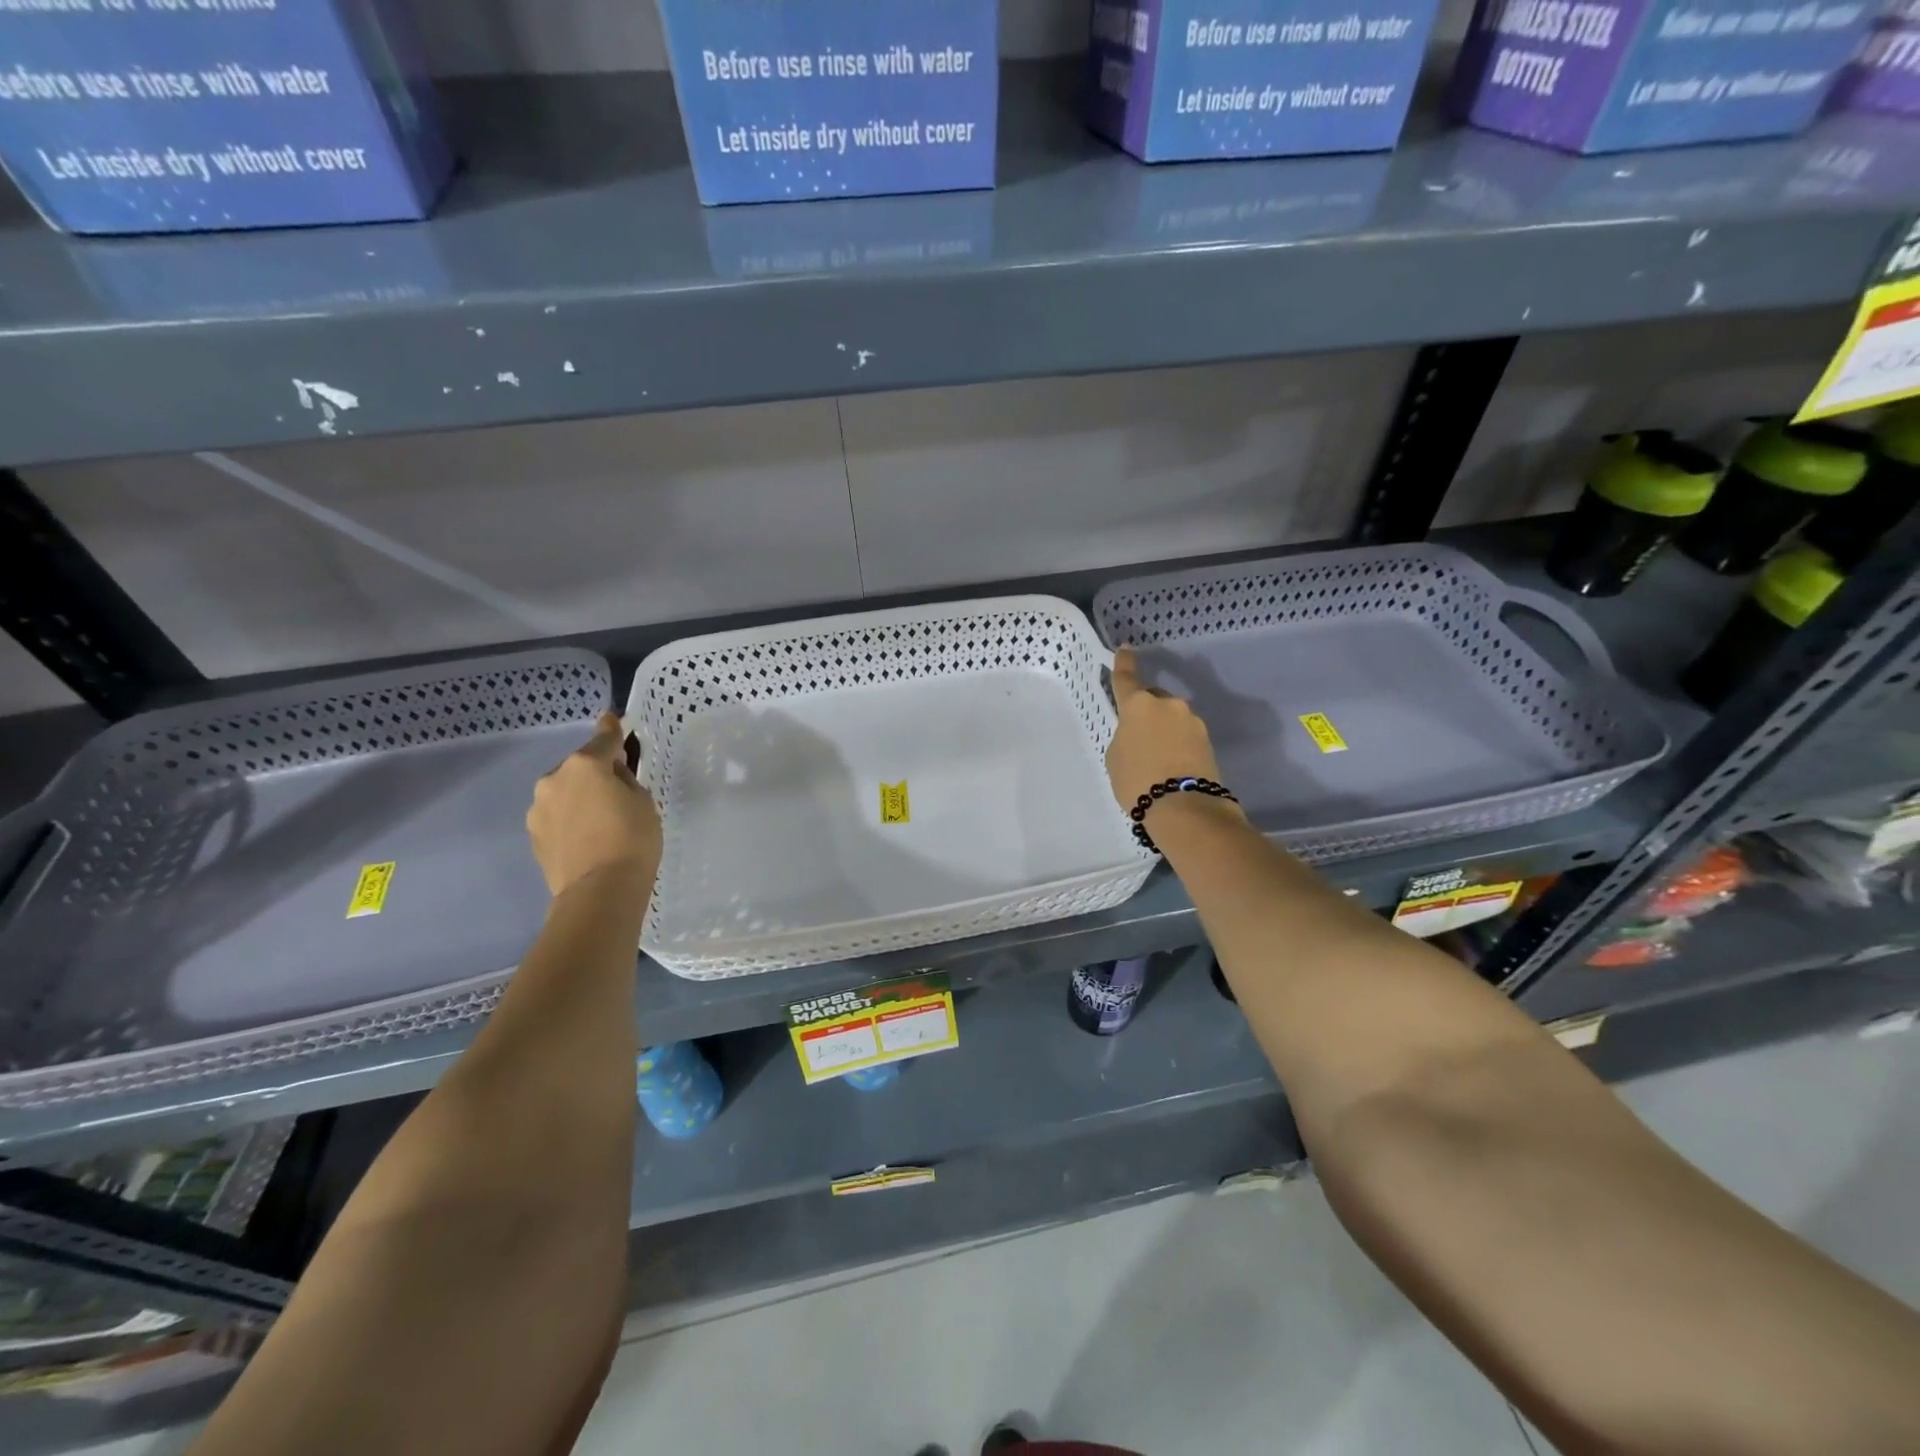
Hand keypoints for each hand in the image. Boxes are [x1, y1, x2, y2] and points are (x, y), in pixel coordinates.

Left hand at [527, 712, 662, 898]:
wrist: (599, 892)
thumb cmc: (632, 840)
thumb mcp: (643, 802)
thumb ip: (625, 780)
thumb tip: (612, 774)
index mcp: (585, 765)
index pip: (603, 739)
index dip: (612, 729)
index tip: (613, 719)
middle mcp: (555, 779)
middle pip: (581, 766)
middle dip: (596, 772)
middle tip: (618, 791)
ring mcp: (539, 808)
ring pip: (565, 791)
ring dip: (580, 796)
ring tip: (602, 819)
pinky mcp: (534, 835)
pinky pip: (557, 815)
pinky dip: (571, 818)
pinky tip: (588, 836)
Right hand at [1104, 647, 1228, 810]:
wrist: (1183, 807)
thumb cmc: (1137, 779)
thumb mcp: (1116, 757)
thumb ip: (1125, 736)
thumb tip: (1141, 734)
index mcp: (1138, 704)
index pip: (1126, 678)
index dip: (1124, 663)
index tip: (1126, 648)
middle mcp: (1168, 705)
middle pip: (1152, 701)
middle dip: (1146, 713)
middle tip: (1137, 740)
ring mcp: (1192, 722)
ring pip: (1171, 720)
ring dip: (1163, 731)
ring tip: (1156, 760)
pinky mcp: (1208, 741)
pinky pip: (1185, 737)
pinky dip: (1177, 745)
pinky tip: (1171, 767)